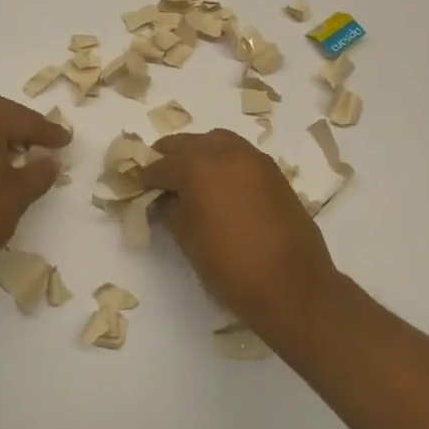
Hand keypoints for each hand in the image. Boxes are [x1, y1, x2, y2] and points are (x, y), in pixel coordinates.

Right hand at [139, 130, 343, 331]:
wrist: (292, 286)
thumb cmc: (230, 265)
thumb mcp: (187, 239)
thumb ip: (170, 209)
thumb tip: (163, 198)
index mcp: (198, 165)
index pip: (161, 164)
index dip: (145, 176)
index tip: (135, 186)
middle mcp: (226, 152)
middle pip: (187, 143)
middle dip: (169, 158)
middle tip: (158, 179)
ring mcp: (254, 159)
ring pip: (216, 142)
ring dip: (198, 154)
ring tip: (189, 179)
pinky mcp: (274, 172)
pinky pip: (239, 155)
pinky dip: (223, 161)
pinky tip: (218, 185)